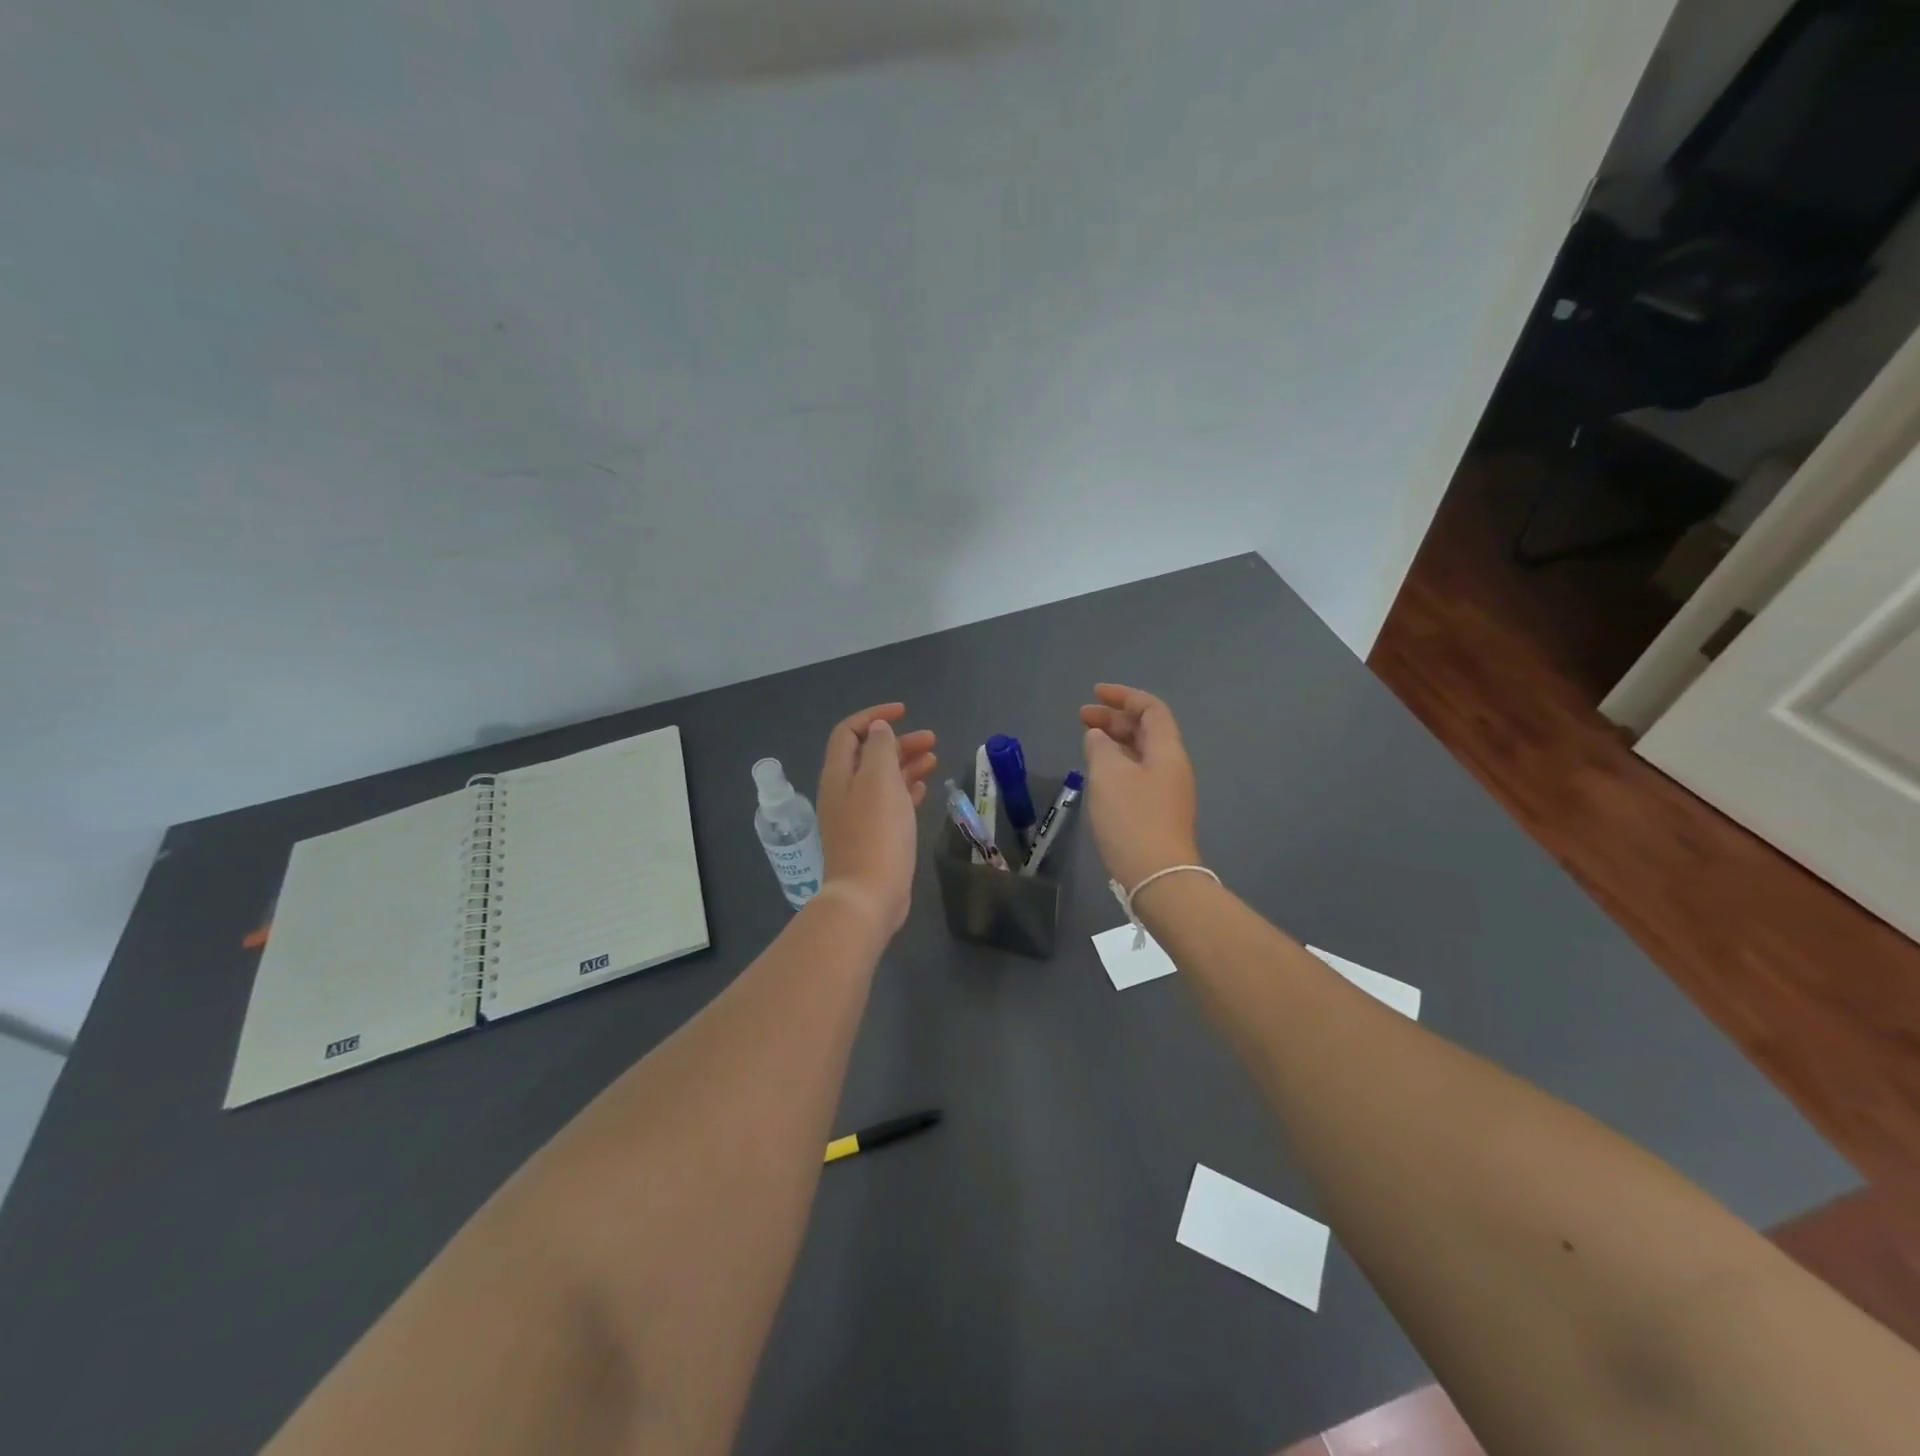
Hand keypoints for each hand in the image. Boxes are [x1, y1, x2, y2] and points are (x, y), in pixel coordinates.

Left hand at [815, 704, 937, 935]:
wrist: (868, 895)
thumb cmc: (875, 832)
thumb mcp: (879, 780)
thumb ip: (879, 748)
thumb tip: (878, 729)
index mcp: (838, 774)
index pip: (849, 732)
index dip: (874, 716)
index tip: (904, 712)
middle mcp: (843, 792)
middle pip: (868, 755)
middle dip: (898, 742)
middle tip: (931, 740)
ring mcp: (857, 816)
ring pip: (881, 780)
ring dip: (906, 764)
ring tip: (934, 759)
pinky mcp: (872, 837)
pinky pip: (888, 804)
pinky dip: (905, 790)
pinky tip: (923, 788)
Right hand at [1079, 683, 1200, 891]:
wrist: (1157, 876)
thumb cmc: (1132, 818)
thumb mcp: (1108, 774)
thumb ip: (1100, 747)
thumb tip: (1098, 737)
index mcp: (1167, 750)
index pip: (1151, 709)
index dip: (1124, 696)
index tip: (1095, 693)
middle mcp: (1172, 766)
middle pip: (1146, 730)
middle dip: (1115, 719)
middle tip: (1082, 718)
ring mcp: (1167, 791)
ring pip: (1140, 754)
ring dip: (1115, 742)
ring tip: (1087, 742)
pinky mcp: (1157, 813)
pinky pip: (1137, 775)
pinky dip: (1116, 764)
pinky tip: (1098, 774)